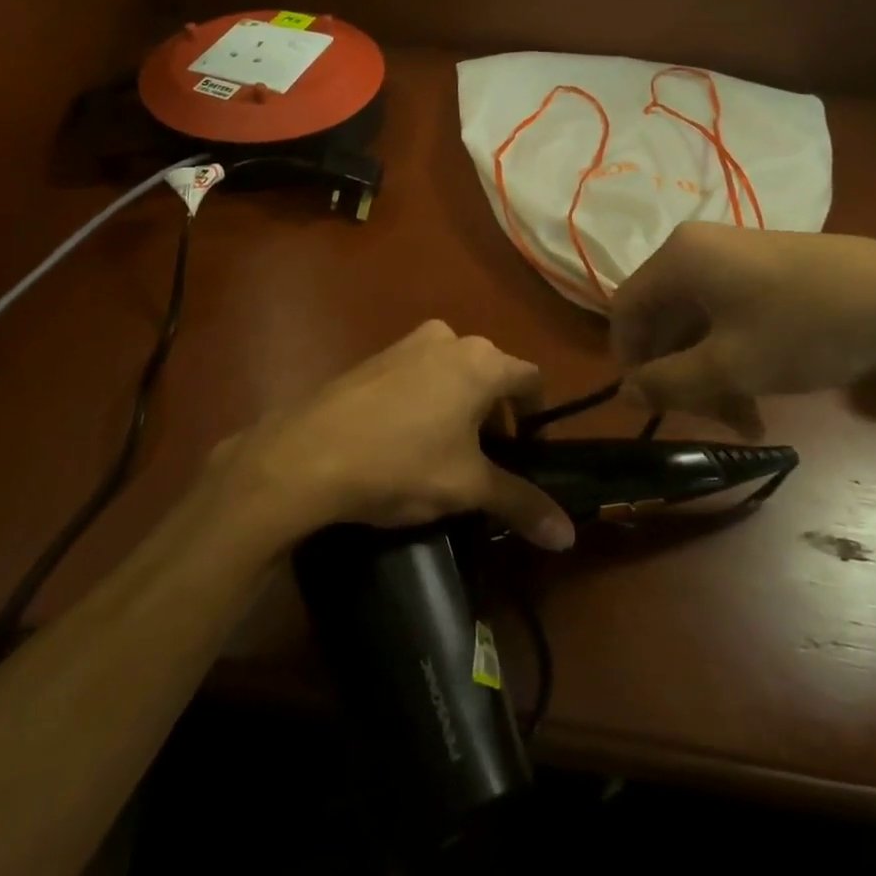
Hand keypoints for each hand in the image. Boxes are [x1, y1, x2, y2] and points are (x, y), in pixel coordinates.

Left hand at [207, 321, 575, 552]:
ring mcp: (407, 343)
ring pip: (453, 375)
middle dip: (495, 418)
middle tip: (486, 463)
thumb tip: (568, 536)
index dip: (537, 417)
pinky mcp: (375, 357)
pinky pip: (419, 375)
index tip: (529, 453)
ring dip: (460, 409)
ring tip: (445, 456)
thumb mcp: (467, 487)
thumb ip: (521, 503)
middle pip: (490, 376)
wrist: (307, 454)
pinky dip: (427, 401)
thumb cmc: (402, 463)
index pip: (531, 380)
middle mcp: (448, 338)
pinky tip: (406, 441)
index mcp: (480, 360)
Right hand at [610, 224, 875, 433]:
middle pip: (664, 319)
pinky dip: (733, 355)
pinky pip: (728, 315)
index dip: (630, 360)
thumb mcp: (730, 365)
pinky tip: (761, 394)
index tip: (650, 404)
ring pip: (699, 323)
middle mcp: (699, 250)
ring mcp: (735, 258)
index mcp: (679, 258)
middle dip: (680, 375)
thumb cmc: (806, 328)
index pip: (626, 310)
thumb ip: (669, 382)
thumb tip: (625, 393)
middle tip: (708, 419)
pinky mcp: (767, 270)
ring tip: (746, 420)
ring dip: (710, 373)